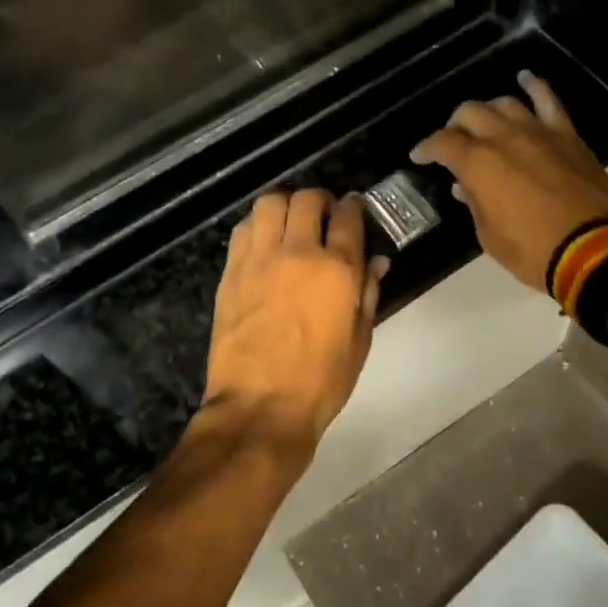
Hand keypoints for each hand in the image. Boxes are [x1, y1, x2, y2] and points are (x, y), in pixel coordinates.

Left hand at [201, 190, 388, 466]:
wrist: (260, 406)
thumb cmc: (320, 381)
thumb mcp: (358, 341)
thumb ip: (367, 294)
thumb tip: (376, 263)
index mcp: (337, 270)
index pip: (348, 217)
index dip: (354, 207)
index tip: (354, 208)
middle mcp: (297, 252)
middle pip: (307, 200)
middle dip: (320, 200)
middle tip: (323, 215)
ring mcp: (259, 259)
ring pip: (269, 203)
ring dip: (285, 205)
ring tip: (290, 222)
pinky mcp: (231, 272)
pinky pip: (243, 229)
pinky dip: (257, 225)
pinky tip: (263, 241)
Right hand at [410, 71, 607, 292]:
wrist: (595, 250)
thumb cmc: (533, 251)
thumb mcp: (489, 236)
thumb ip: (474, 204)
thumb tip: (465, 186)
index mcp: (478, 164)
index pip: (442, 143)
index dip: (426, 148)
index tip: (419, 157)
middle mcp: (504, 138)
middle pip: (470, 113)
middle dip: (455, 125)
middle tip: (453, 142)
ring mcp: (538, 132)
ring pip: (504, 104)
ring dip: (488, 111)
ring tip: (485, 123)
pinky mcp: (567, 135)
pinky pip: (549, 100)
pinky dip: (535, 86)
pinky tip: (525, 79)